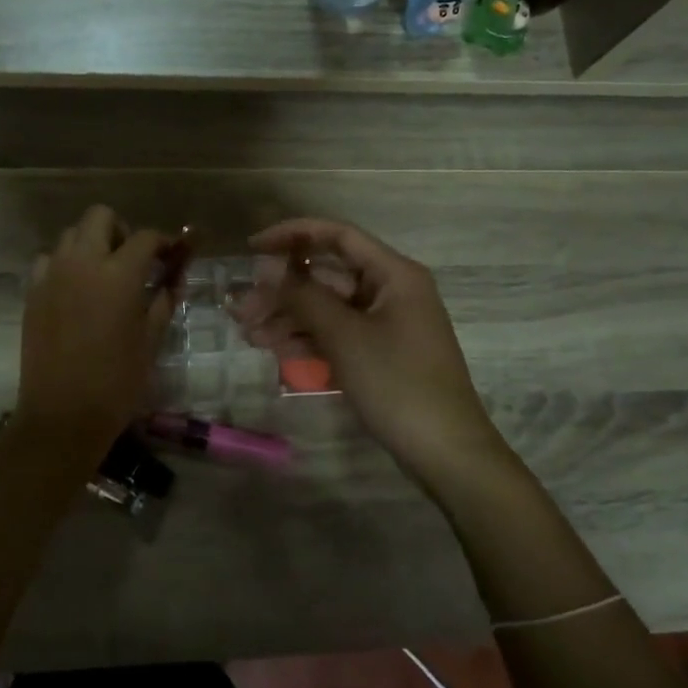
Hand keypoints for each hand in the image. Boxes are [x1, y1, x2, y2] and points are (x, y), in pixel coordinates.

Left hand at [15, 206, 176, 463]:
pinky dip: (64, 264)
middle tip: (132, 260)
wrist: (63, 415)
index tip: (170, 256)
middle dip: (121, 230)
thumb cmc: (116, 382)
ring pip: (71, 235)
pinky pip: (48, 260)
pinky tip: (75, 290)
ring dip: (91, 244)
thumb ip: (162, 303)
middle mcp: (83, 262)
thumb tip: (171, 282)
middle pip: (100, 216)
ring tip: (103, 275)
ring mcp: (52, 275)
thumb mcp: (150, 341)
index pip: (145, 237)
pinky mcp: (32, 292)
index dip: (163, 242)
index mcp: (119, 274)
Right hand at [236, 218, 500, 478]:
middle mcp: (391, 291)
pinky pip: (338, 334)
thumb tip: (268, 268)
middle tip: (241, 310)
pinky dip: (309, 339)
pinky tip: (275, 350)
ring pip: (328, 308)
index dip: (293, 235)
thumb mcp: (345, 336)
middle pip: (327, 276)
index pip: (338, 236)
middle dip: (283, 291)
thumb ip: (303, 297)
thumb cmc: (398, 383)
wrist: (446, 452)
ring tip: (249, 334)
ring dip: (289, 318)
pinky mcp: (380, 353)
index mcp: (394, 274)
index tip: (253, 248)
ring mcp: (387, 324)